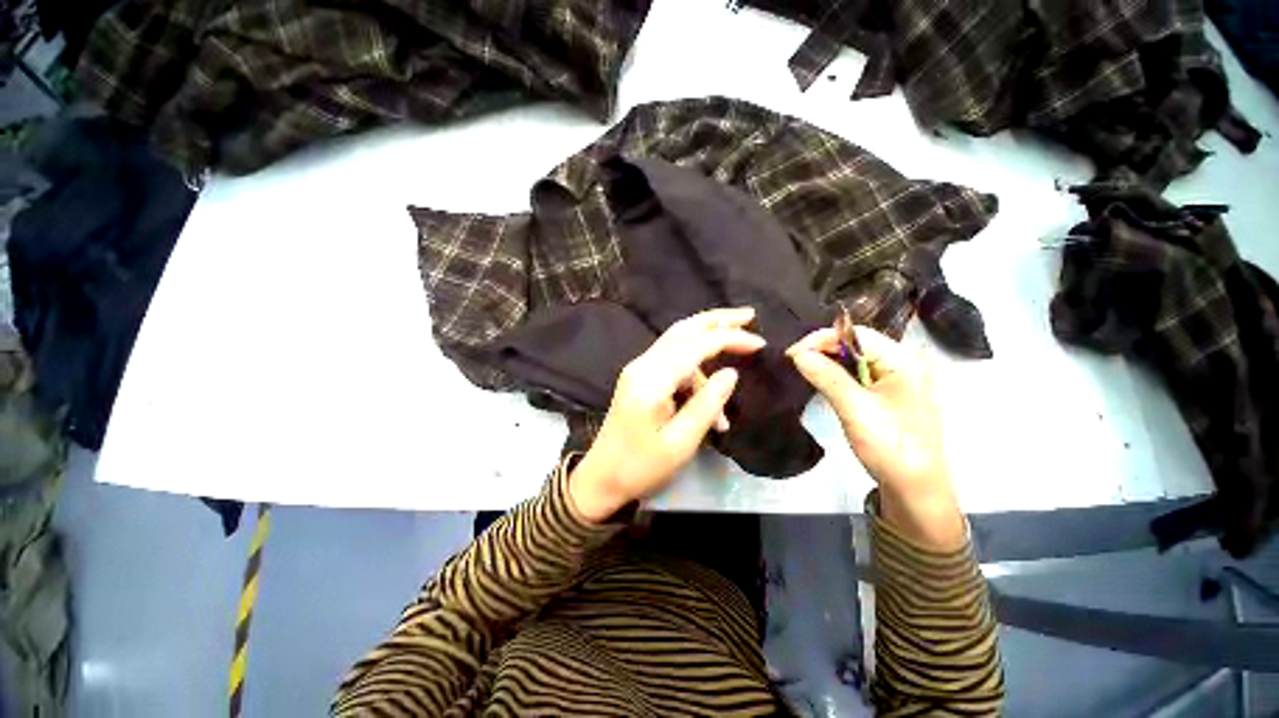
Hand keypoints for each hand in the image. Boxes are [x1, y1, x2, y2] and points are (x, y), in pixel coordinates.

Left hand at [569, 308, 764, 522]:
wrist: (602, 478)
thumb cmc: (640, 467)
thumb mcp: (681, 443)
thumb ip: (707, 404)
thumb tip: (730, 373)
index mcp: (651, 380)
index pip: (695, 345)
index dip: (729, 339)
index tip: (760, 344)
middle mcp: (642, 365)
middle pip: (683, 329)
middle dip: (717, 320)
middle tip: (749, 315)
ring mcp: (639, 370)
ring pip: (679, 344)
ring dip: (709, 359)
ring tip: (730, 390)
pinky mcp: (640, 378)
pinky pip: (673, 364)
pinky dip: (696, 376)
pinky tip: (709, 406)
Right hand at [787, 326, 964, 549]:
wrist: (915, 489)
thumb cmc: (890, 447)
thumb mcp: (855, 409)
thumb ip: (827, 377)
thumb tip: (797, 353)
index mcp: (904, 361)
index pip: (856, 334)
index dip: (822, 339)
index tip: (792, 353)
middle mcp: (904, 363)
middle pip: (857, 343)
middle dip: (824, 349)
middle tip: (794, 362)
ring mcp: (898, 379)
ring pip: (856, 359)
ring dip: (829, 362)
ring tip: (803, 368)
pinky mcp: (890, 394)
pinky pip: (860, 374)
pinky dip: (838, 375)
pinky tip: (822, 380)